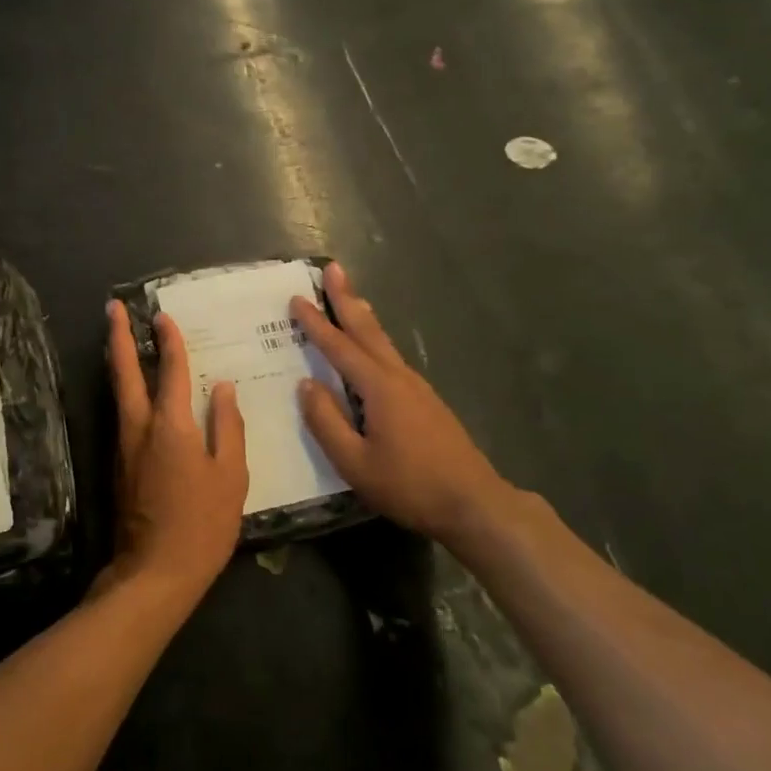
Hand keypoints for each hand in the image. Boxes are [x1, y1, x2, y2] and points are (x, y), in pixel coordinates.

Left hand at [103, 300, 248, 602]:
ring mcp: (124, 446)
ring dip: (118, 361)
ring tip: (120, 338)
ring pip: (118, 392)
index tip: (163, 315)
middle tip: (112, 308)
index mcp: (170, 425)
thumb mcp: (230, 475)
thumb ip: (227, 427)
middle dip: (119, 337)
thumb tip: (224, 388)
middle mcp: (139, 427)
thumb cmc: (203, 524)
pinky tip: (137, 392)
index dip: (169, 341)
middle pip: (124, 372)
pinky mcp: (119, 465)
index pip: (171, 370)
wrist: (155, 573)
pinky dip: (126, 391)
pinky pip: (123, 414)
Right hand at [291, 263, 515, 543]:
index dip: (316, 323)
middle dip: (347, 298)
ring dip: (362, 316)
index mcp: (379, 387)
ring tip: (350, 297)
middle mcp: (398, 377)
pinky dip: (374, 341)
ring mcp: (417, 388)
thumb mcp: (355, 463)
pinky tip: (372, 348)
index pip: (339, 347)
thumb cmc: (409, 485)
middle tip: (333, 268)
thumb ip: (326, 422)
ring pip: (383, 342)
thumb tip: (306, 385)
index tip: (296, 298)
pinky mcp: (426, 401)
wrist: (473, 503)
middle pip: (367, 330)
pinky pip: (391, 359)